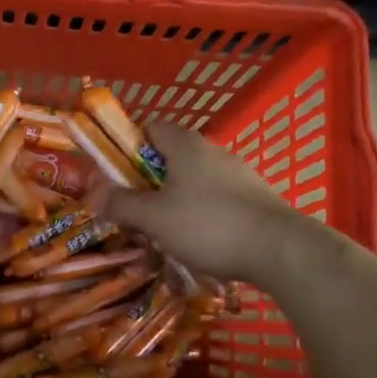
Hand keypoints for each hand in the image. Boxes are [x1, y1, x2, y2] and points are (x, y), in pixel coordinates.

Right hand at [93, 123, 296, 284]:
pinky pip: (217, 200)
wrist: (281, 250)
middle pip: (170, 157)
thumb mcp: (154, 218)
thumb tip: (95, 195)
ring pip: (194, 181)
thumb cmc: (208, 225)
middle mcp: (213, 151)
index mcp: (185, 145)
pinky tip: (200, 243)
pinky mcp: (255, 198)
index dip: (129, 147)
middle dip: (149, 182)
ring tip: (166, 234)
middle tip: (136, 211)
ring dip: (175, 201)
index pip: (150, 127)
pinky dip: (202, 215)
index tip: (118, 177)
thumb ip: (121, 204)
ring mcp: (239, 174)